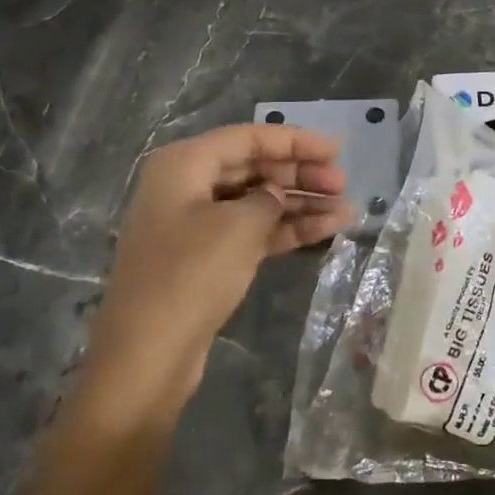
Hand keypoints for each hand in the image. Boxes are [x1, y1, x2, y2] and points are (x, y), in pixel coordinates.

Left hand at [79, 123, 349, 417]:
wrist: (147, 356)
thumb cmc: (190, 276)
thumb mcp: (238, 227)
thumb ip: (268, 198)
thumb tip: (276, 195)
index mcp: (184, 164)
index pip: (248, 138)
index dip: (296, 141)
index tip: (338, 150)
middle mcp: (187, 186)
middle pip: (253, 168)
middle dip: (300, 174)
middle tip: (343, 184)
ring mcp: (195, 225)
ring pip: (257, 202)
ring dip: (300, 204)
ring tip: (347, 210)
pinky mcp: (205, 259)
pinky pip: (252, 231)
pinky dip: (286, 229)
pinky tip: (327, 230)